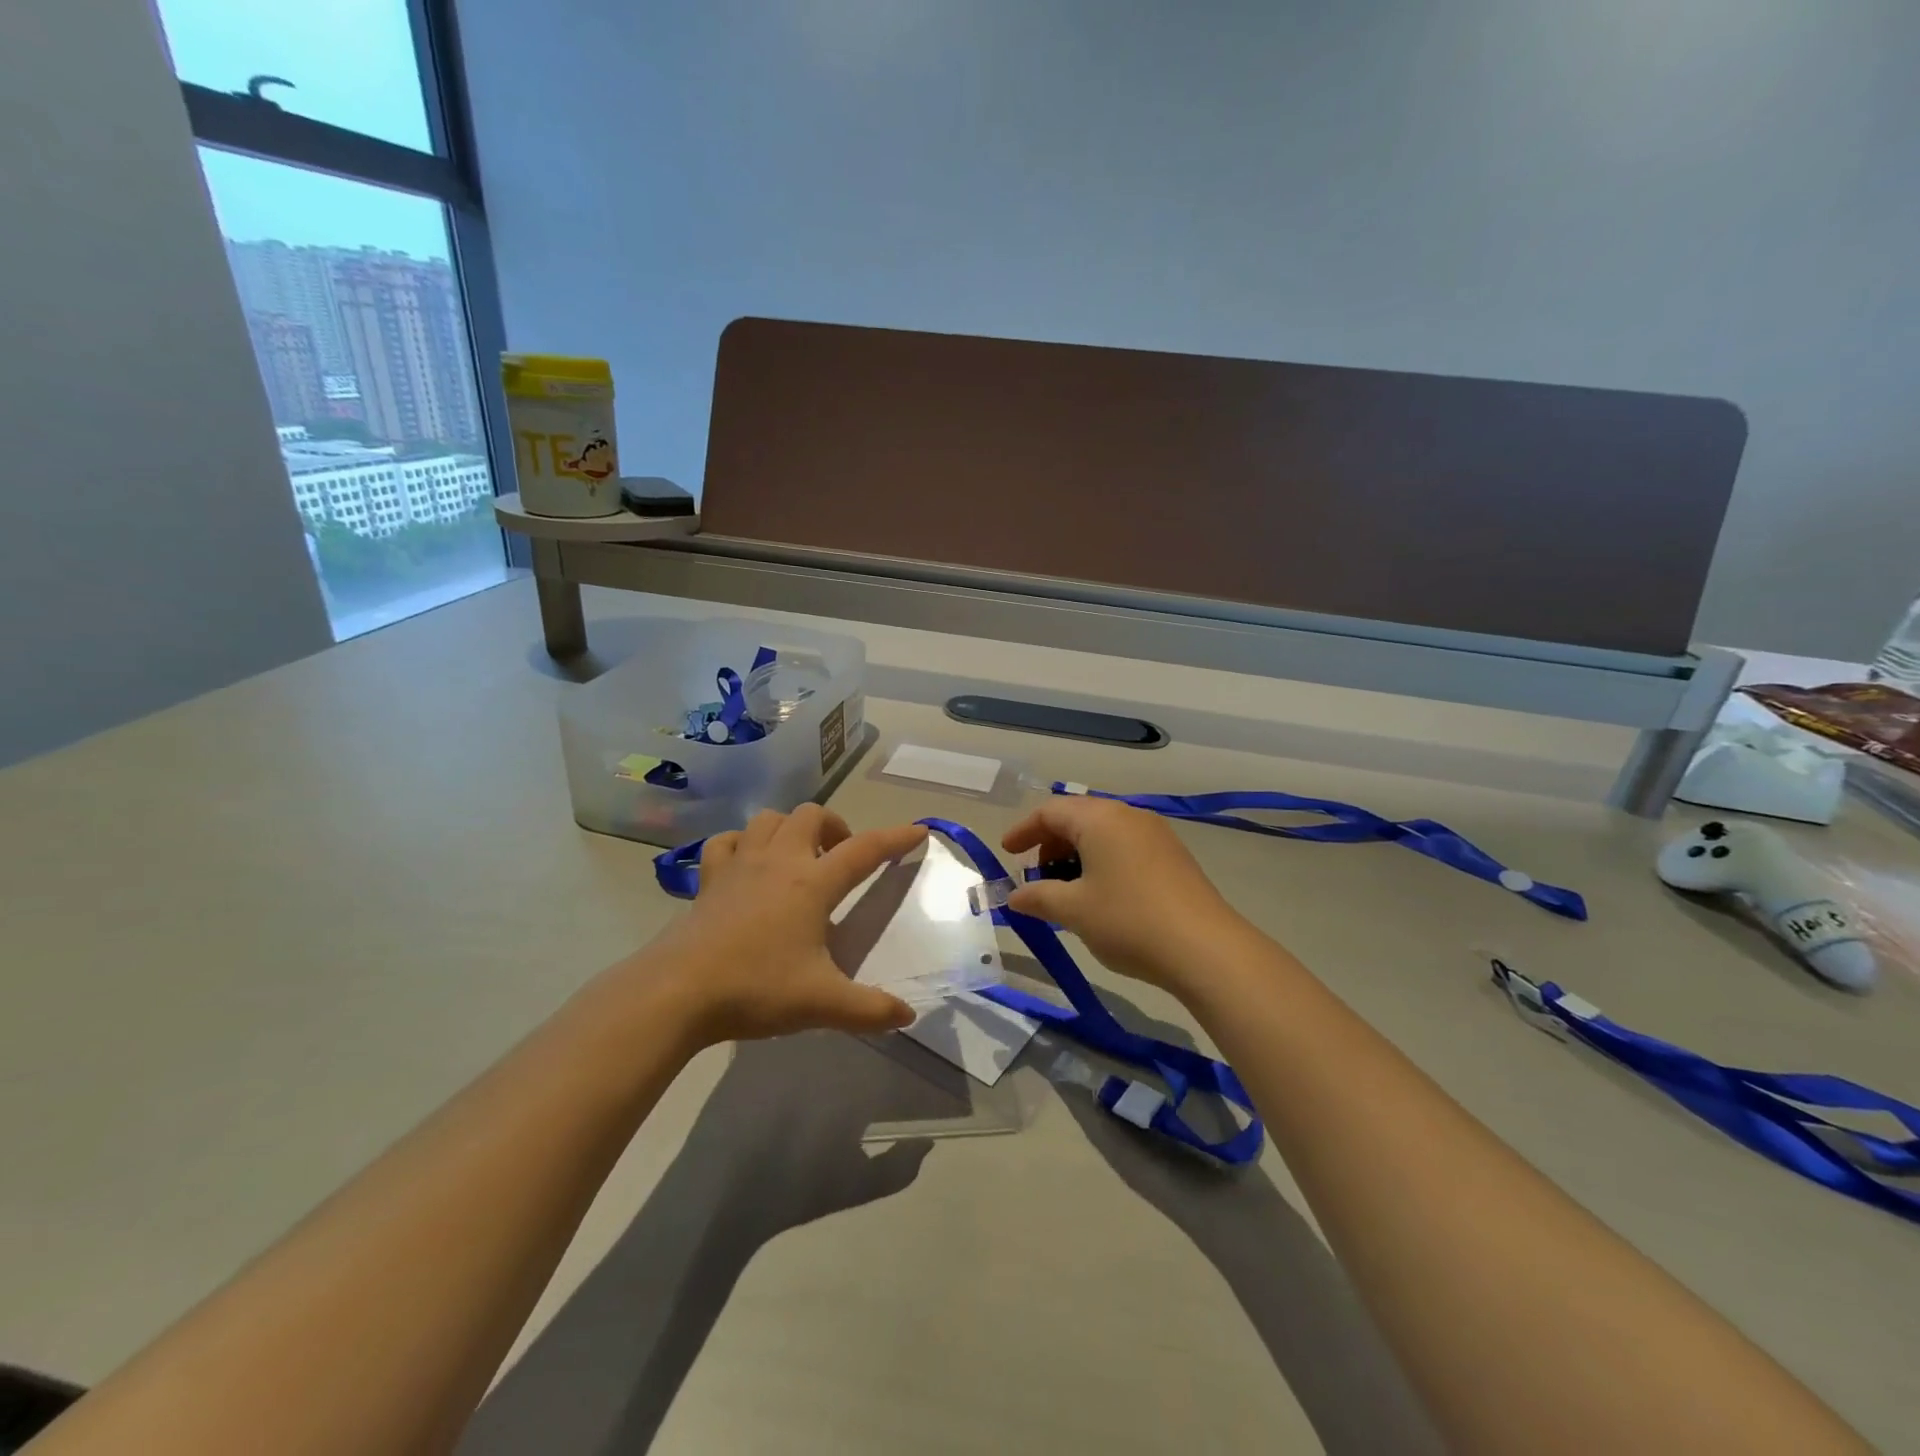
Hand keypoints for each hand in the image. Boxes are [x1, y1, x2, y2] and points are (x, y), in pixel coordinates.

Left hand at [646, 806, 927, 1044]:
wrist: (678, 991)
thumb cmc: (756, 988)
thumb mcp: (822, 1003)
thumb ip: (870, 1009)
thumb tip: (908, 1016)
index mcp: (813, 883)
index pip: (865, 850)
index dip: (895, 838)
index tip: (918, 830)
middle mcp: (779, 861)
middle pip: (812, 816)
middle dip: (835, 827)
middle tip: (841, 858)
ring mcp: (740, 865)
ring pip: (769, 819)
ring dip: (791, 828)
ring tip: (799, 856)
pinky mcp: (709, 879)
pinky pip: (727, 841)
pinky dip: (743, 843)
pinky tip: (748, 864)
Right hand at [1000, 795, 1248, 995]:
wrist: (1206, 949)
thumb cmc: (1129, 920)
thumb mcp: (1074, 911)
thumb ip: (1038, 898)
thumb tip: (1014, 897)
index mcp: (1100, 818)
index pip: (1050, 812)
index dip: (1023, 831)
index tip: (1006, 854)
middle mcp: (1128, 815)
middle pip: (1078, 817)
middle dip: (1050, 844)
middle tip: (1036, 877)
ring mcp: (1155, 834)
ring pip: (1103, 833)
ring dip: (1077, 855)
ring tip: (1066, 891)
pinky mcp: (1173, 856)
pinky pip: (1125, 847)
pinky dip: (1102, 862)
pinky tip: (1101, 896)